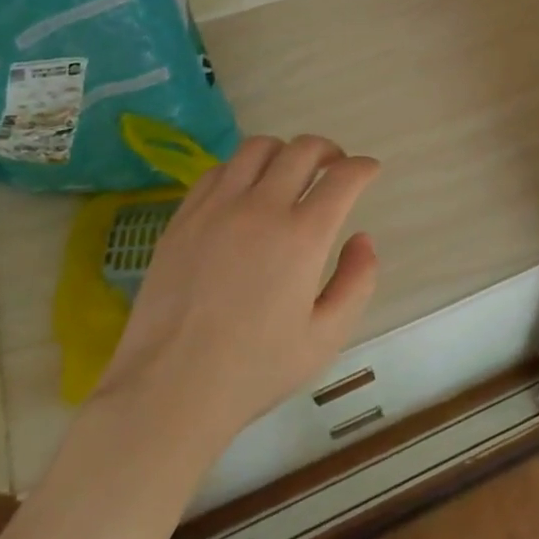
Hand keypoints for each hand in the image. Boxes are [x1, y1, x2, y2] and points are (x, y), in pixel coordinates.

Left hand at [91, 135, 380, 458]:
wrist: (169, 390)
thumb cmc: (255, 370)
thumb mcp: (326, 337)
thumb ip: (357, 282)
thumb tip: (362, 239)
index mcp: (302, 236)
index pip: (343, 177)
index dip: (363, 168)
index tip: (369, 171)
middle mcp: (261, 208)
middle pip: (302, 149)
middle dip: (328, 151)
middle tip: (334, 167)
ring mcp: (216, 209)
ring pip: (257, 148)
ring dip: (284, 152)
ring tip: (289, 173)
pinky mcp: (183, 218)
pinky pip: (218, 171)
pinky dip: (242, 169)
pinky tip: (245, 192)